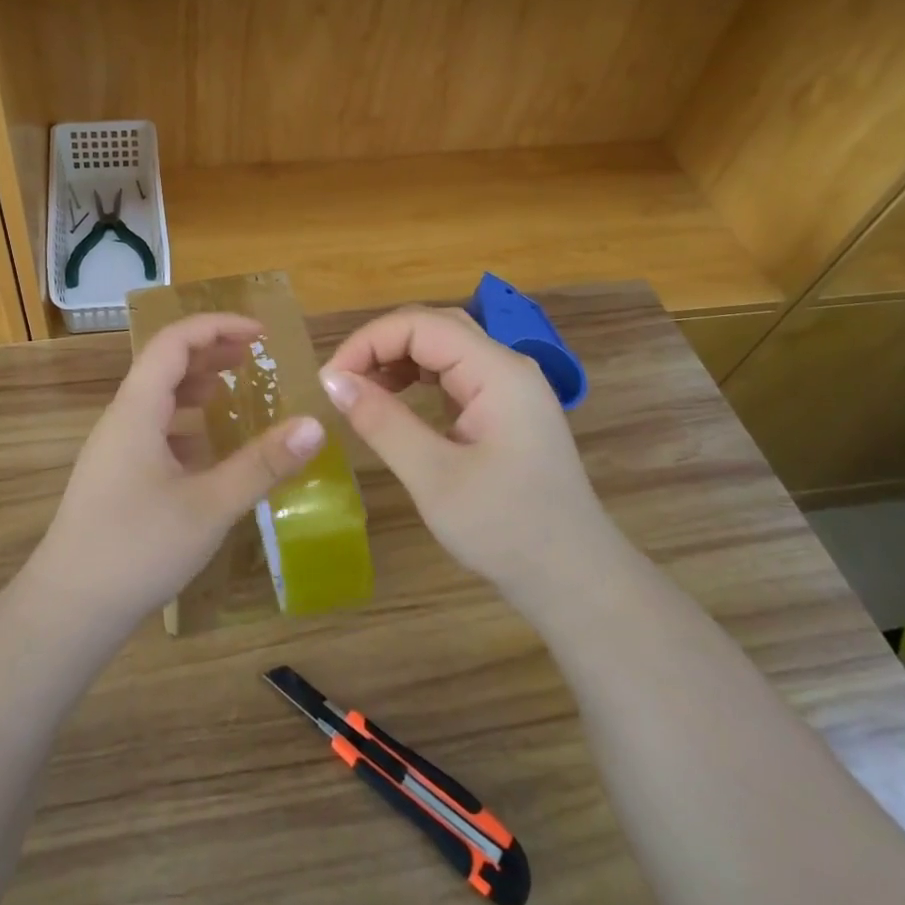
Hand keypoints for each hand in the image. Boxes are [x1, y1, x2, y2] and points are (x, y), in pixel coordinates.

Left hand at [23, 312, 326, 630]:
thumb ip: (262, 464)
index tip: (260, 334)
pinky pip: (154, 432)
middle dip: (211, 353)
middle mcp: (122, 419)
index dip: (217, 327)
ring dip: (197, 388)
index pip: (174, 341)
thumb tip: (314, 425)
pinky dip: (187, 426)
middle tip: (255, 358)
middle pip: (165, 365)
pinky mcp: (115, 477)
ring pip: (158, 400)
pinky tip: (210, 452)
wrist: (69, 608)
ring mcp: (114, 449)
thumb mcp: (210, 506)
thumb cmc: (137, 548)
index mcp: (137, 409)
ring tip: (236, 395)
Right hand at [319, 306, 605, 590]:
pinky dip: (418, 379)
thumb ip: (382, 421)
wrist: (575, 579)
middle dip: (381, 345)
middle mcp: (507, 367)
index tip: (330, 381)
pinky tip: (397, 401)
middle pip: (434, 327)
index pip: (420, 325)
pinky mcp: (506, 409)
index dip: (368, 342)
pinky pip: (455, 374)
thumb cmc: (505, 529)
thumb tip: (332, 380)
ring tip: (362, 390)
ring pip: (444, 347)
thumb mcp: (433, 477)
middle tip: (341, 383)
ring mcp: (510, 387)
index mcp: (497, 372)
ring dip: (398, 359)